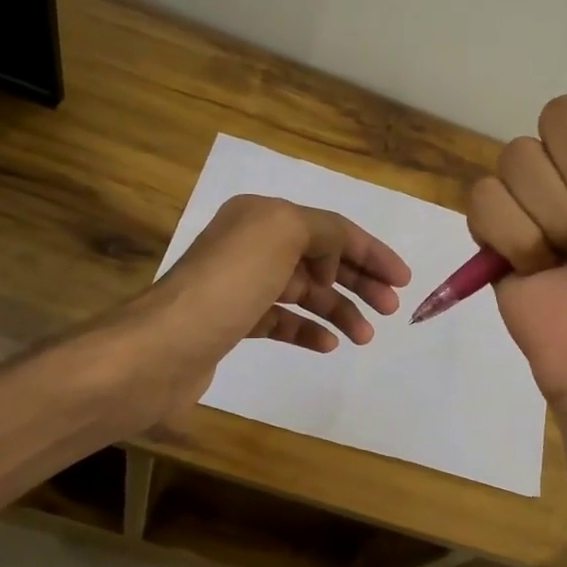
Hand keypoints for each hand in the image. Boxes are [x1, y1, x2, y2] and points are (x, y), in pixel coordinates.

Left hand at [138, 194, 411, 419]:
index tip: (403, 280)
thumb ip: (323, 230)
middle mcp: (251, 245)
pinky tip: (327, 345)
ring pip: (305, 293)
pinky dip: (308, 330)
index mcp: (262, 217)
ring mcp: (241, 286)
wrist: (162, 350)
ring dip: (339, 310)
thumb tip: (333, 256)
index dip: (371, 252)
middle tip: (389, 308)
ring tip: (365, 336)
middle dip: (359, 281)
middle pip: (321, 259)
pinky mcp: (233, 323)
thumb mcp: (283, 234)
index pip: (330, 228)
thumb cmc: (228, 286)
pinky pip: (283, 321)